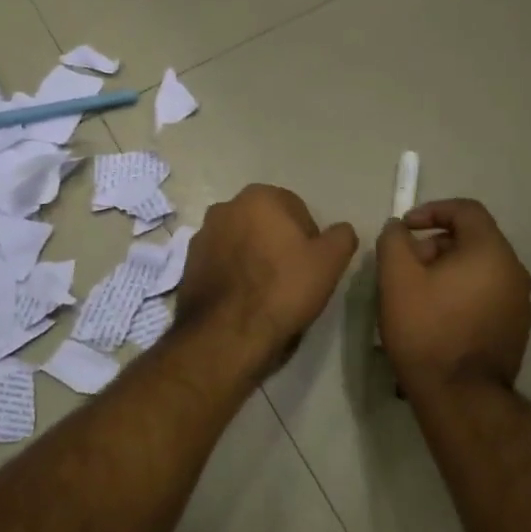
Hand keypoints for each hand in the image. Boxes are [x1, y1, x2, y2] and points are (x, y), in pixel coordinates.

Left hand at [176, 184, 358, 369]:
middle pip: (266, 224)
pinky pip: (222, 265)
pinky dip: (234, 276)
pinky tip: (245, 302)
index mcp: (259, 197)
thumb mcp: (329, 262)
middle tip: (294, 279)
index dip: (310, 239)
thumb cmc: (283, 289)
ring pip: (242, 244)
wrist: (226, 334)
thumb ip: (341, 237)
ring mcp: (201, 236)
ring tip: (268, 294)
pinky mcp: (188, 266)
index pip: (297, 210)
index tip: (313, 266)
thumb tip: (341, 231)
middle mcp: (225, 208)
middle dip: (279, 245)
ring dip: (255, 260)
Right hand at [377, 198, 530, 392]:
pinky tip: (437, 319)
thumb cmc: (427, 330)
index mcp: (491, 251)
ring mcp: (520, 303)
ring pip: (479, 270)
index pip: (466, 210)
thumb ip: (394, 241)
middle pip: (473, 241)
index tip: (405, 229)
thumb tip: (399, 228)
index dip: (432, 210)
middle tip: (405, 268)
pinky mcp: (516, 330)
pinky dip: (462, 295)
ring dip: (447, 272)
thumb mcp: (397, 279)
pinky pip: (486, 296)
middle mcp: (514, 271)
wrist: (460, 396)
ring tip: (416, 296)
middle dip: (435, 246)